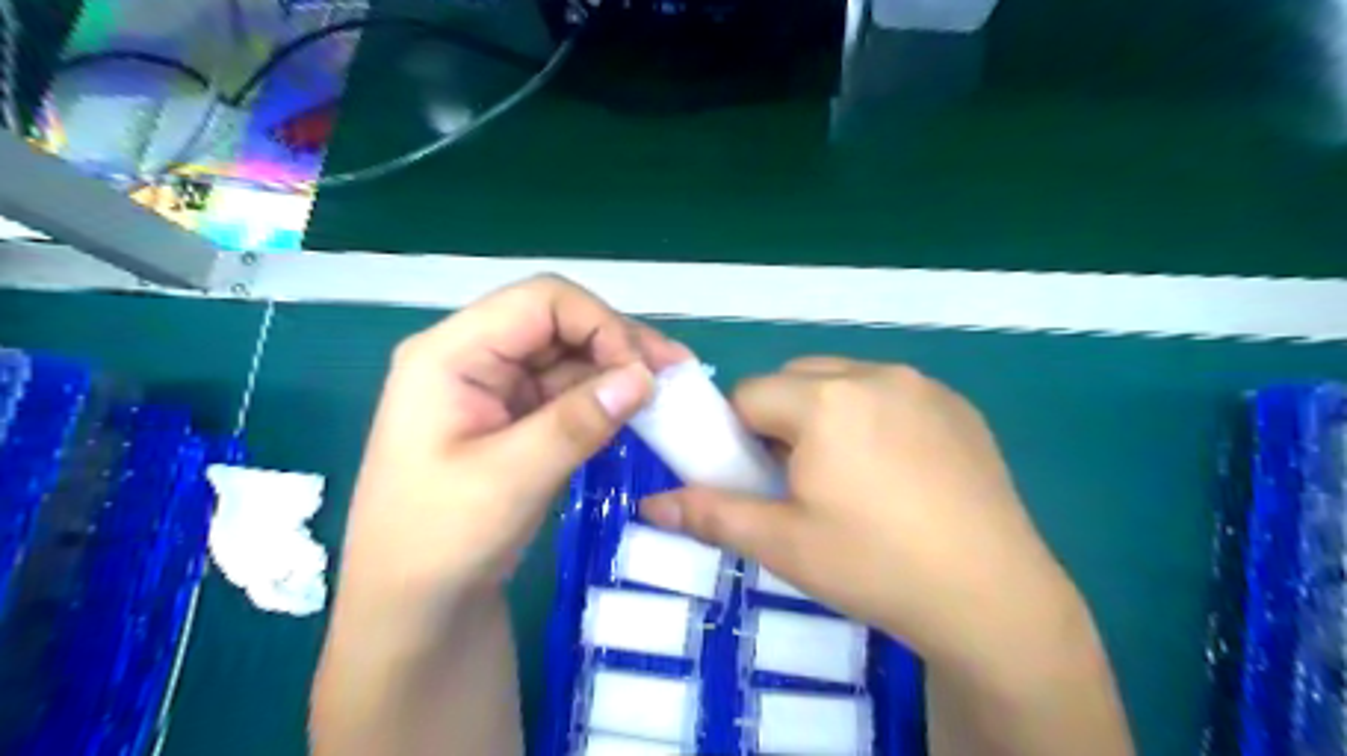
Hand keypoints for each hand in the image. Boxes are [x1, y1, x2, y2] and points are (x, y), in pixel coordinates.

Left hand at [343, 275, 687, 610]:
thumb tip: (645, 376)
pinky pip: (565, 391)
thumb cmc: (439, 544)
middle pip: (558, 322)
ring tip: (669, 391)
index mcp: (451, 355)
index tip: (643, 372)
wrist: (410, 611)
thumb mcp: (510, 480)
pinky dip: (603, 398)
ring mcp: (492, 388)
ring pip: (568, 355)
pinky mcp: (511, 418)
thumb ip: (578, 422)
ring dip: (617, 369)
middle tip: (676, 372)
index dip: (600, 323)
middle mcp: (471, 357)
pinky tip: (638, 411)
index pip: (540, 301)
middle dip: (618, 342)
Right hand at [639, 358, 1075, 669]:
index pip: (750, 395)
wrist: (992, 598)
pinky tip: (898, 474)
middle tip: (800, 479)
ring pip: (845, 382)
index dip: (740, 434)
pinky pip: (892, 394)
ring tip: (850, 477)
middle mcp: (873, 374)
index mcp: (825, 400)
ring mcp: (923, 386)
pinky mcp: (958, 406)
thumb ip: (710, 514)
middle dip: (782, 419)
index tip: (757, 476)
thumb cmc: (874, 566)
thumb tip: (650, 505)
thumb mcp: (783, 545)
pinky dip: (875, 417)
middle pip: (796, 380)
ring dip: (828, 414)